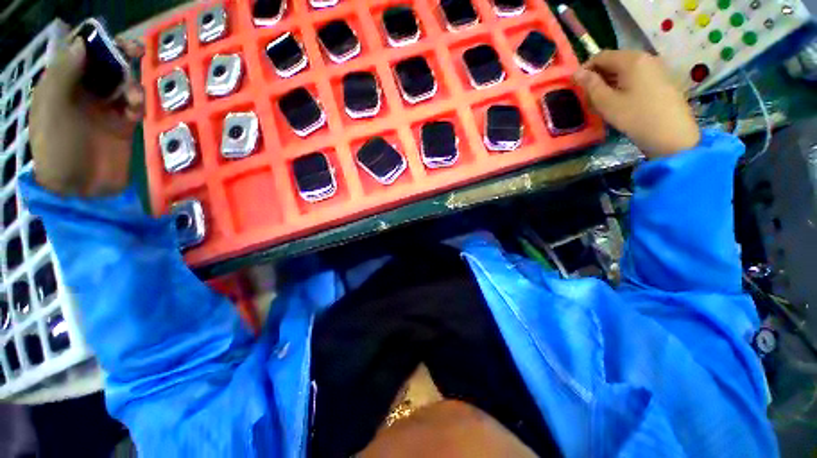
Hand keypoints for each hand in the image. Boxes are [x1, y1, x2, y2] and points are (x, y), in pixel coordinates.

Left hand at [30, 36, 144, 196]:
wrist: (80, 189)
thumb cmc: (57, 149)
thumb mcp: (51, 109)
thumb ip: (63, 75)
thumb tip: (83, 44)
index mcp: (61, 85)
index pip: (79, 53)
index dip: (95, 40)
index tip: (113, 38)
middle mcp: (83, 92)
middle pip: (104, 64)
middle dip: (119, 55)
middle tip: (136, 51)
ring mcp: (104, 109)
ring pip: (122, 82)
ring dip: (131, 82)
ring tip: (134, 96)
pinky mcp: (123, 125)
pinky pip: (134, 105)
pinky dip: (138, 103)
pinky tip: (137, 109)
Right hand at [573, 50, 699, 158]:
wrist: (672, 134)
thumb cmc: (635, 117)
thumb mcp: (607, 102)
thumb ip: (590, 85)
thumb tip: (576, 72)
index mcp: (631, 60)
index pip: (601, 56)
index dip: (585, 68)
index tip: (575, 84)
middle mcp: (645, 57)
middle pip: (615, 60)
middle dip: (598, 74)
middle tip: (587, 94)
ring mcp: (657, 67)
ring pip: (626, 68)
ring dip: (610, 80)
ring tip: (601, 99)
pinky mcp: (662, 79)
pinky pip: (637, 75)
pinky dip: (624, 83)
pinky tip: (620, 99)